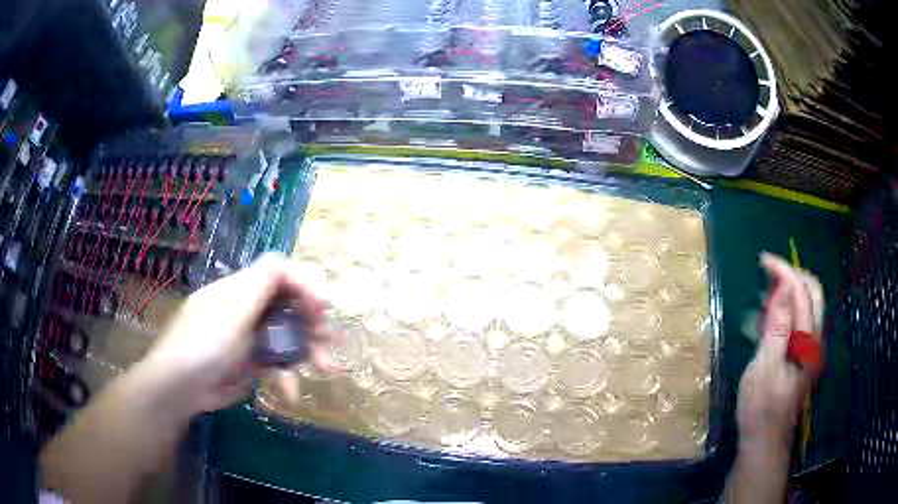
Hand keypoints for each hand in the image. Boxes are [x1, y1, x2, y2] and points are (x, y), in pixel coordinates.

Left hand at [140, 253, 334, 415]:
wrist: (180, 387)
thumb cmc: (206, 343)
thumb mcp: (234, 309)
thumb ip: (262, 283)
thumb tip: (290, 264)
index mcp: (240, 290)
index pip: (278, 274)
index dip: (304, 285)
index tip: (323, 308)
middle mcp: (246, 309)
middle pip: (286, 306)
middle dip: (311, 323)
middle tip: (330, 342)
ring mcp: (247, 337)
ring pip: (284, 337)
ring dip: (306, 352)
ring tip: (324, 369)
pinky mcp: (247, 363)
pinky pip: (273, 363)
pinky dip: (285, 375)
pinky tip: (289, 391)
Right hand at [736, 253, 824, 453]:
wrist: (765, 442)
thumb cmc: (762, 408)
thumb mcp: (765, 369)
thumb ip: (778, 328)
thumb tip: (783, 290)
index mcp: (809, 343)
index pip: (802, 294)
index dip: (786, 272)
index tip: (764, 261)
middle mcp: (816, 341)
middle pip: (813, 294)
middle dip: (792, 276)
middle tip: (768, 273)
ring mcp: (811, 349)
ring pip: (808, 306)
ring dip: (790, 292)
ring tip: (766, 296)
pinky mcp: (803, 357)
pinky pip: (800, 322)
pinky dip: (788, 311)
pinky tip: (771, 320)